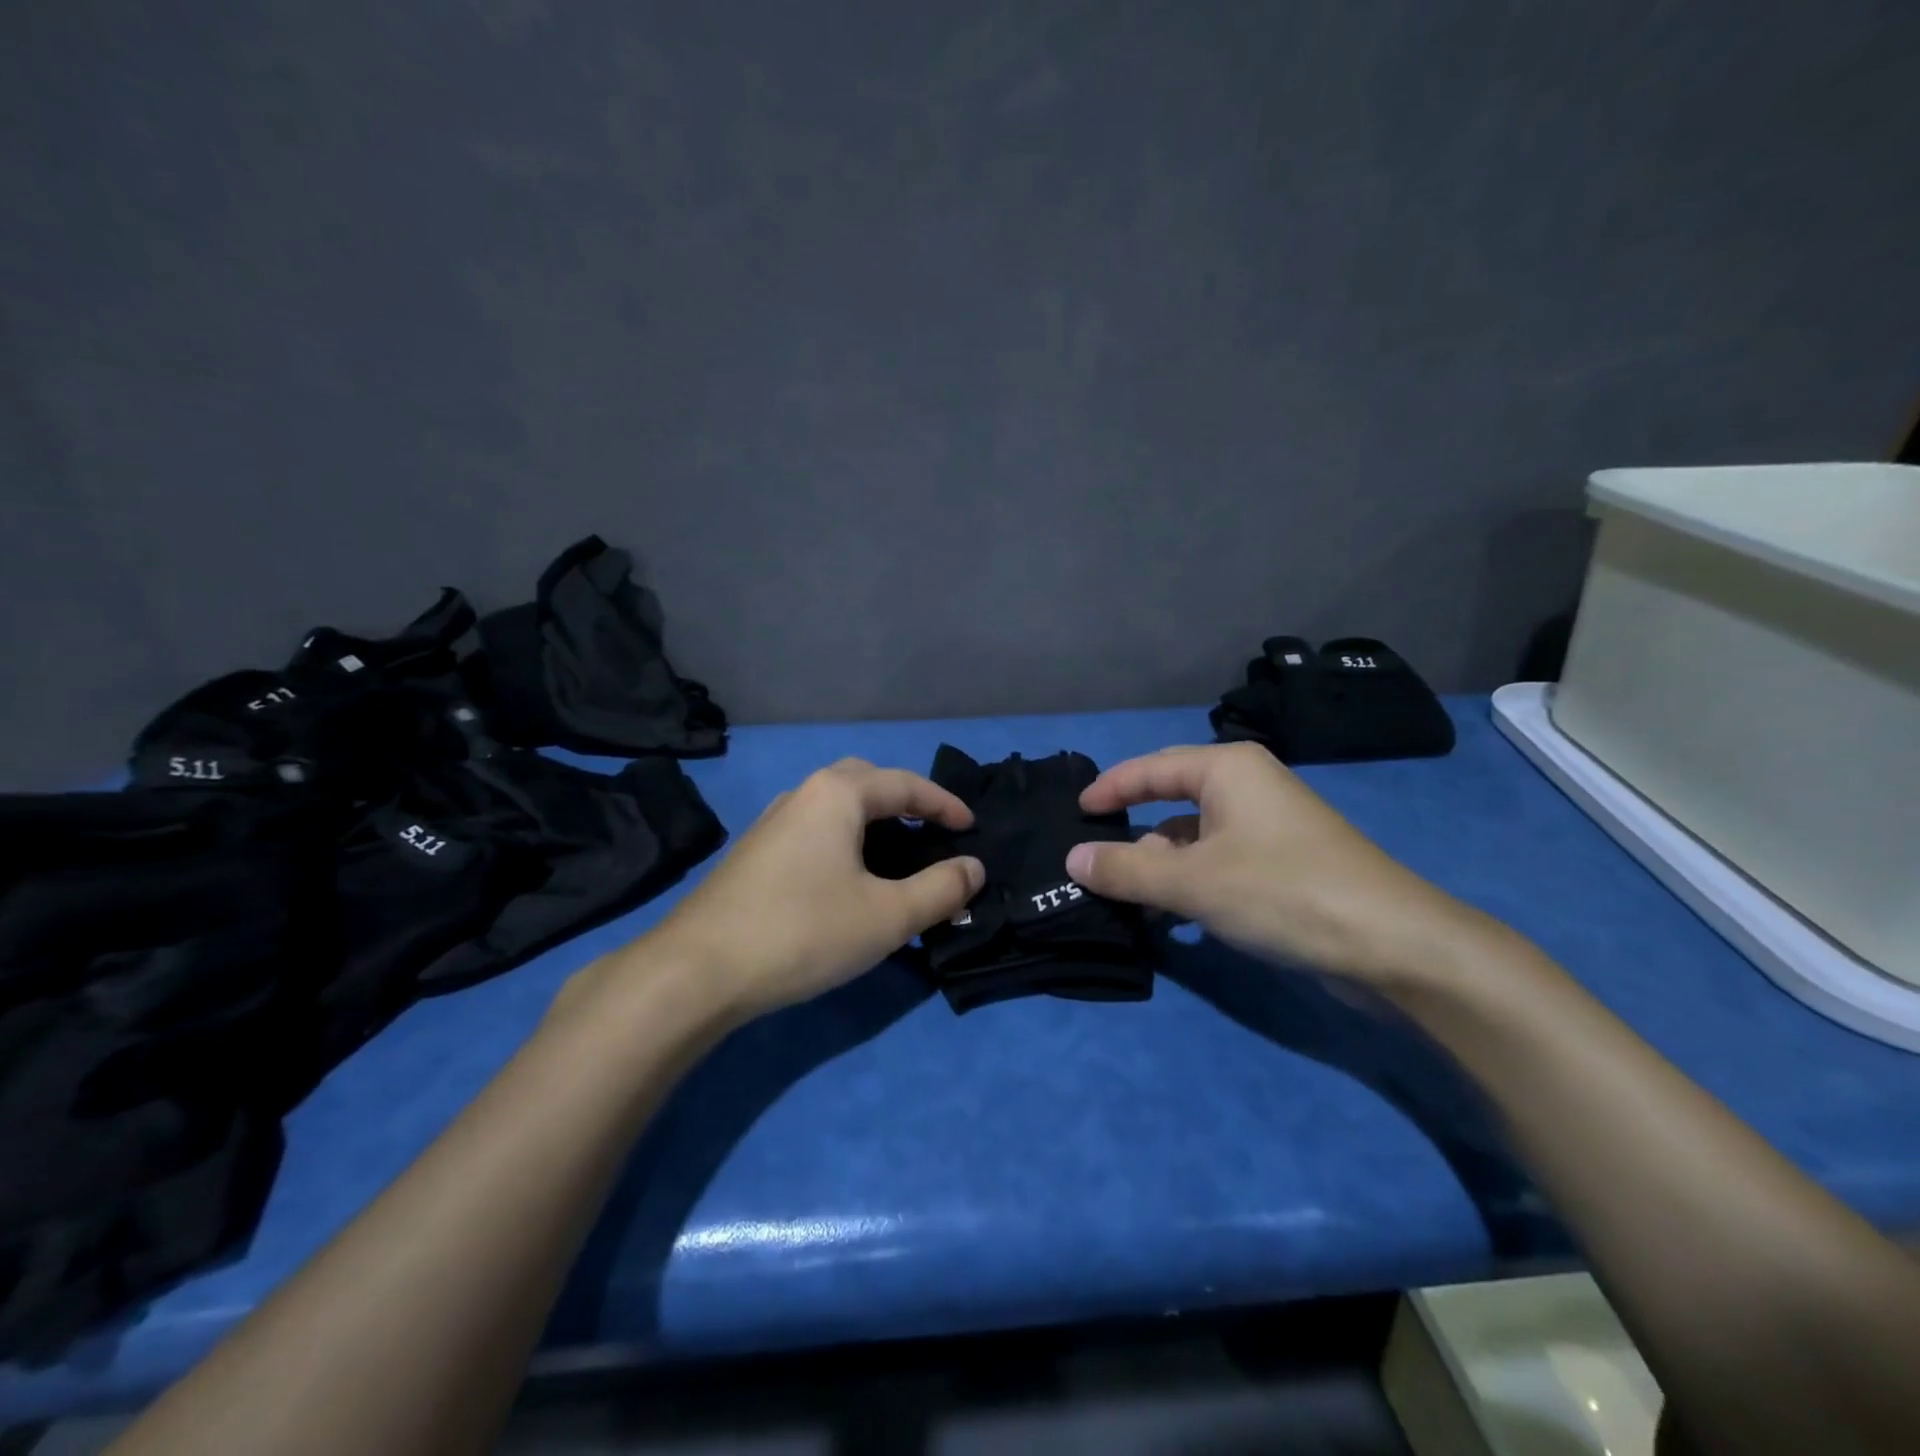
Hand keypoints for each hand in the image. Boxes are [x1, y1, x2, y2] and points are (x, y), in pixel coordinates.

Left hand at [616, 759, 983, 1019]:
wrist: (697, 971)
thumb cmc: (803, 931)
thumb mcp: (888, 915)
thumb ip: (940, 889)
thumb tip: (973, 868)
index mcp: (837, 794)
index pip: (906, 784)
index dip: (945, 804)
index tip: (972, 828)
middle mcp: (802, 795)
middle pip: (866, 782)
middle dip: (904, 802)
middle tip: (931, 834)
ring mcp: (772, 823)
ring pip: (836, 808)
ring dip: (873, 823)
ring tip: (896, 859)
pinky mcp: (754, 854)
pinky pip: (814, 831)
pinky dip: (845, 842)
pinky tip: (847, 881)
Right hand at [1064, 743, 1484, 982]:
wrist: (1393, 944)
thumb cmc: (1282, 891)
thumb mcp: (1191, 881)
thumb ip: (1126, 869)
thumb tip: (1073, 859)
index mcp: (1226, 769)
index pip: (1150, 768)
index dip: (1109, 789)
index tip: (1075, 813)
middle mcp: (1247, 786)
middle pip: (1171, 800)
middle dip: (1132, 831)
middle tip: (1091, 857)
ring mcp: (1269, 826)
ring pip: (1194, 838)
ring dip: (1160, 866)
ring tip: (1127, 900)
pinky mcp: (1283, 864)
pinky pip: (1218, 862)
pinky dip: (1190, 884)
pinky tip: (1174, 919)